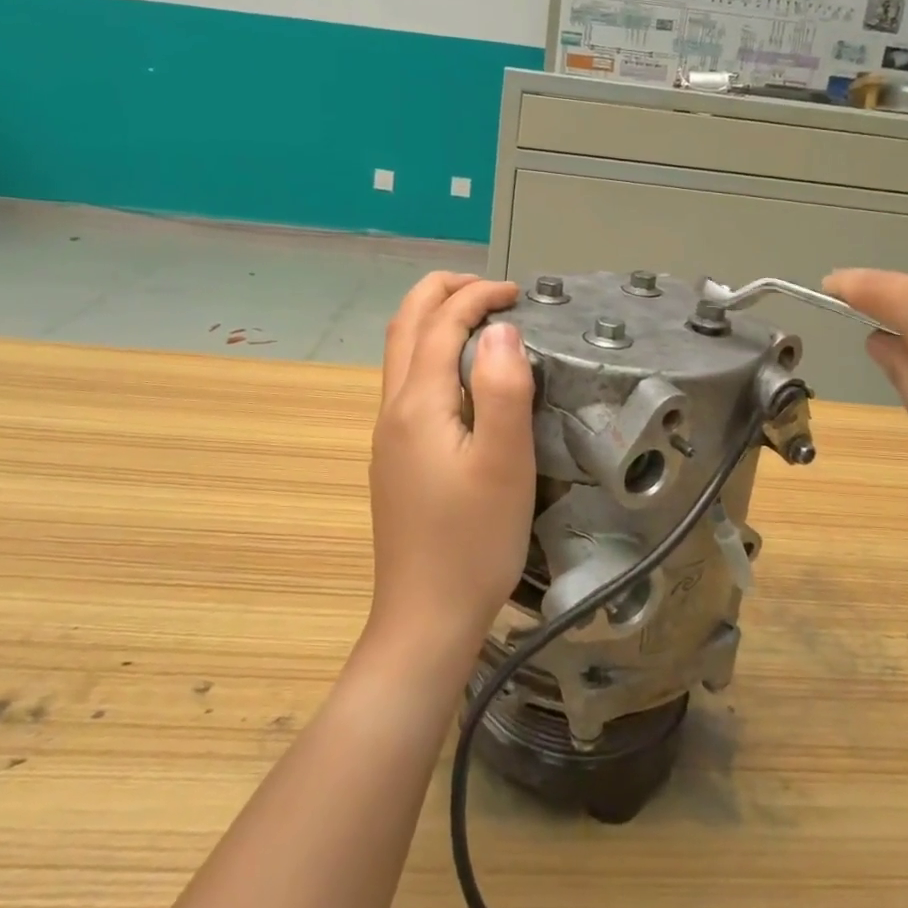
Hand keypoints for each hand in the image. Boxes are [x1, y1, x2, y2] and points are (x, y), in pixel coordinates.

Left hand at [366, 273, 535, 669]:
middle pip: (405, 325)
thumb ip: (505, 389)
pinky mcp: (396, 458)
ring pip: (400, 353)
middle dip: (443, 292)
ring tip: (479, 320)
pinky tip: (464, 377)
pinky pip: (407, 382)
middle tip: (490, 290)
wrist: (426, 617)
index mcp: (418, 404)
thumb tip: (502, 329)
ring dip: (434, 319)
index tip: (518, 294)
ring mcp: (389, 436)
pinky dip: (432, 352)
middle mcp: (393, 410)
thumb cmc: (474, 541)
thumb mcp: (505, 463)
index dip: (478, 296)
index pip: (441, 323)